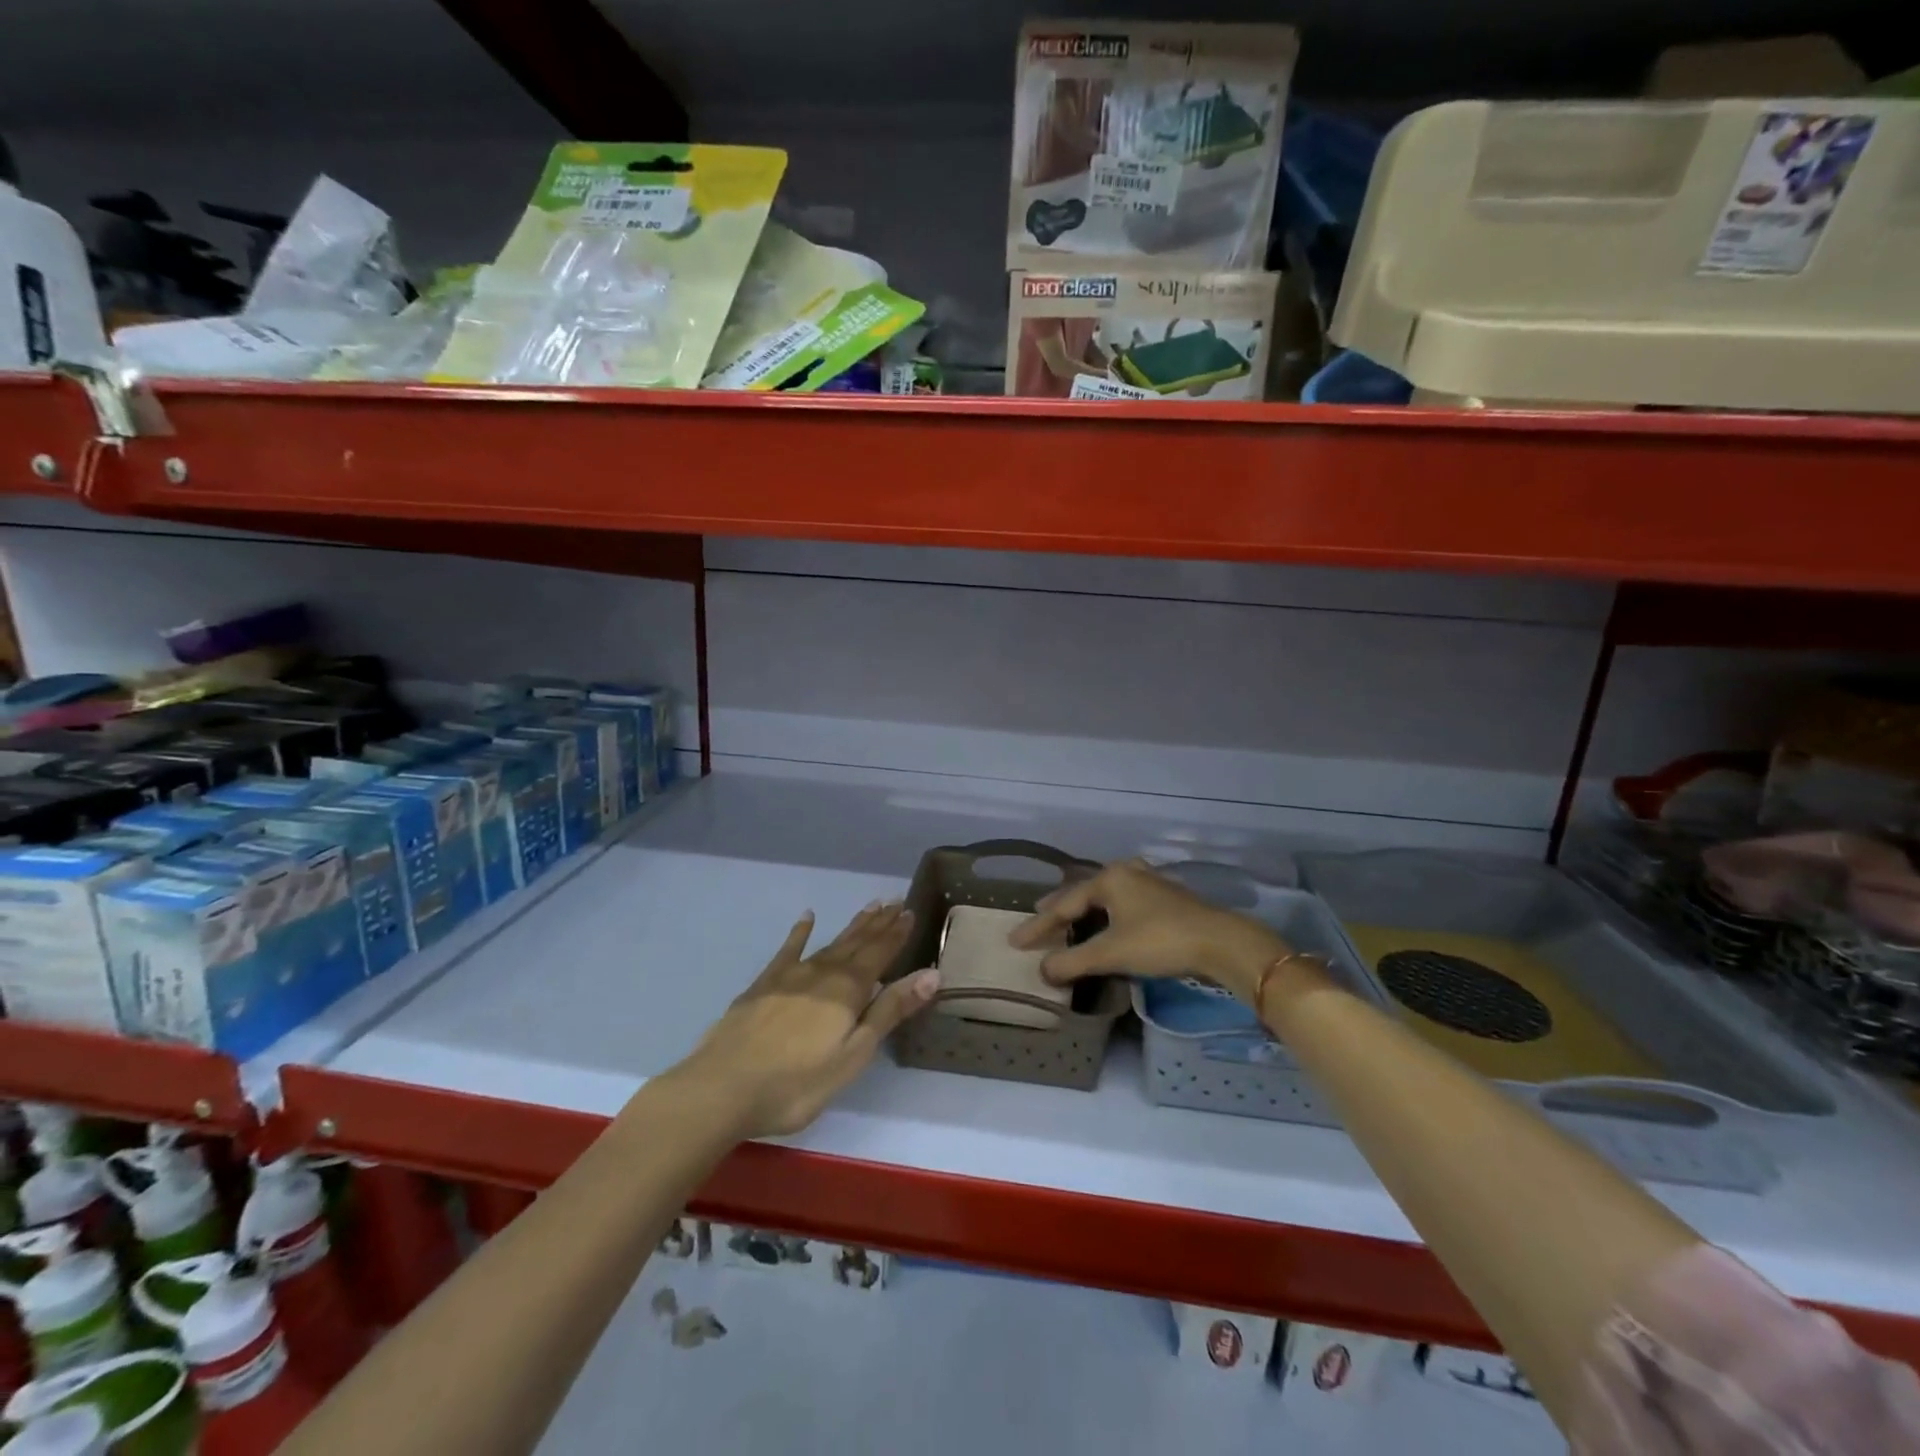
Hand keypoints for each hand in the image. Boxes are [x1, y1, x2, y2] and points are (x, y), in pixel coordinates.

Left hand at [674, 902, 938, 1139]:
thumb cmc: (796, 1083)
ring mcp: (790, 975)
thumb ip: (889, 1011)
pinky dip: (800, 932)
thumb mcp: (853, 1055)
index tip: (909, 912)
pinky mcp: (763, 985)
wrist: (722, 1088)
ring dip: (851, 926)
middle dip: (878, 924)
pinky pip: (788, 950)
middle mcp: (822, 973)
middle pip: (856, 943)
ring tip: (869, 908)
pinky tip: (807, 917)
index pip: (880, 954)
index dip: (896, 934)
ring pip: (829, 943)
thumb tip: (931, 974)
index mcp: (848, 990)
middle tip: (894, 902)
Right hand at [1009, 860, 1287, 1001]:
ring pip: (1107, 895)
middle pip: (1084, 893)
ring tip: (1070, 917)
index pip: (1064, 904)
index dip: (1038, 926)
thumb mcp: (1111, 953)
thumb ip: (1073, 961)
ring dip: (1086, 908)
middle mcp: (1126, 872)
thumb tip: (1042, 970)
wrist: (1221, 942)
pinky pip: (1124, 901)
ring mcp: (1150, 882)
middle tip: (1038, 918)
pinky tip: (1110, 918)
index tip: (1015, 941)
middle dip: (1060, 909)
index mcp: (1109, 879)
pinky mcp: (1168, 897)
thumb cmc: (1160, 941)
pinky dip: (1108, 912)